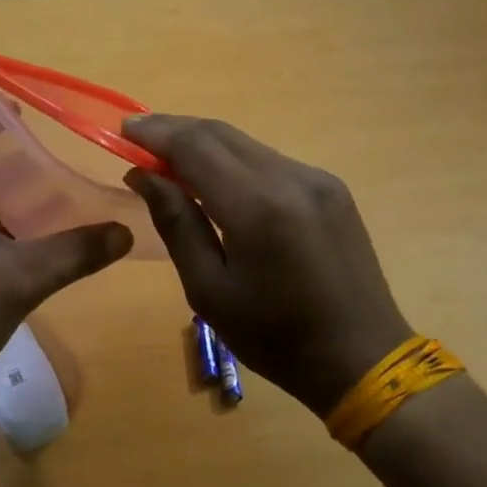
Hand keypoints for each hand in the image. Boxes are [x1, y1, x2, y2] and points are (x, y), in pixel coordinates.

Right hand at [123, 116, 410, 416]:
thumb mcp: (209, 290)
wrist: (362, 358)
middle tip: (137, 135)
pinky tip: (215, 178)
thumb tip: (143, 174)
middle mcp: (290, 178)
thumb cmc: (275, 337)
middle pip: (220, 133)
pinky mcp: (330, 187)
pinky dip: (233, 160)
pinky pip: (269, 160)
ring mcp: (316, 178)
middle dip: (175, 129)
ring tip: (168, 156)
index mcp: (258, 207)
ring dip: (203, 143)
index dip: (156, 133)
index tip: (123, 129)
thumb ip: (176, 223)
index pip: (195, 147)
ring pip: (245, 144)